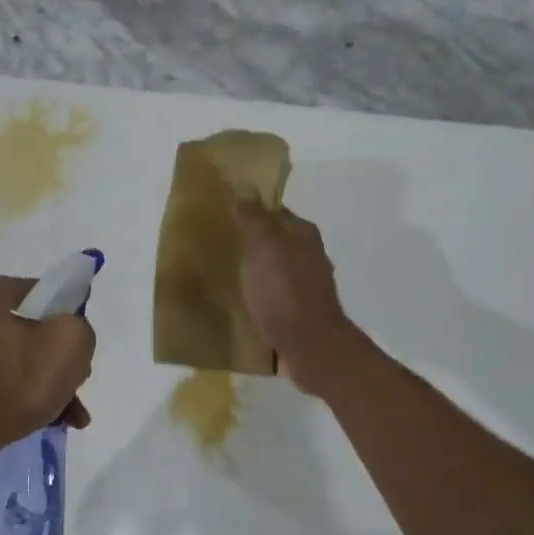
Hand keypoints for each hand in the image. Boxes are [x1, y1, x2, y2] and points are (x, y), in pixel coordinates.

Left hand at [0, 276, 94, 452]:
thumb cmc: (19, 380)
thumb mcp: (70, 342)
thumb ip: (80, 327)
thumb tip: (72, 334)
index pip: (43, 291)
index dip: (69, 313)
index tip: (80, 340)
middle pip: (36, 330)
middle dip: (62, 357)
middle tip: (77, 379)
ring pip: (25, 361)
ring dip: (53, 383)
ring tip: (73, 414)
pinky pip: (9, 384)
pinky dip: (31, 397)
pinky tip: (55, 420)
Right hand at [234, 201, 365, 397]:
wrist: (310, 346)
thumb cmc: (284, 292)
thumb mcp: (263, 248)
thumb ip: (254, 218)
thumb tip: (244, 188)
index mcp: (303, 234)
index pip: (275, 211)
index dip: (251, 211)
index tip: (226, 216)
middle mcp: (310, 255)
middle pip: (277, 240)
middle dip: (254, 242)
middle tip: (222, 247)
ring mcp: (308, 285)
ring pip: (277, 268)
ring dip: (258, 269)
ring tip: (230, 276)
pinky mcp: (302, 311)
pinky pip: (277, 294)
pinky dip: (263, 293)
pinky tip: (247, 302)